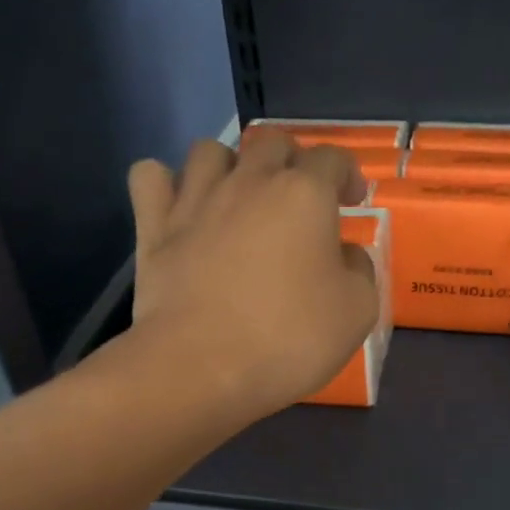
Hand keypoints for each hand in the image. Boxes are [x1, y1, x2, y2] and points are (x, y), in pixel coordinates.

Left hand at [126, 133, 377, 421]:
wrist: (201, 367)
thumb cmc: (288, 339)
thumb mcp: (357, 312)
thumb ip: (359, 271)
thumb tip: (345, 255)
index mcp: (304, 194)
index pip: (332, 158)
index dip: (347, 173)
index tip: (352, 199)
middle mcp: (249, 182)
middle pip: (272, 143)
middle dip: (292, 162)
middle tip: (299, 199)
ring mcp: (195, 200)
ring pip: (209, 150)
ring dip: (229, 165)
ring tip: (238, 198)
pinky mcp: (154, 227)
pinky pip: (150, 176)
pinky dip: (165, 184)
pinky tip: (179, 207)